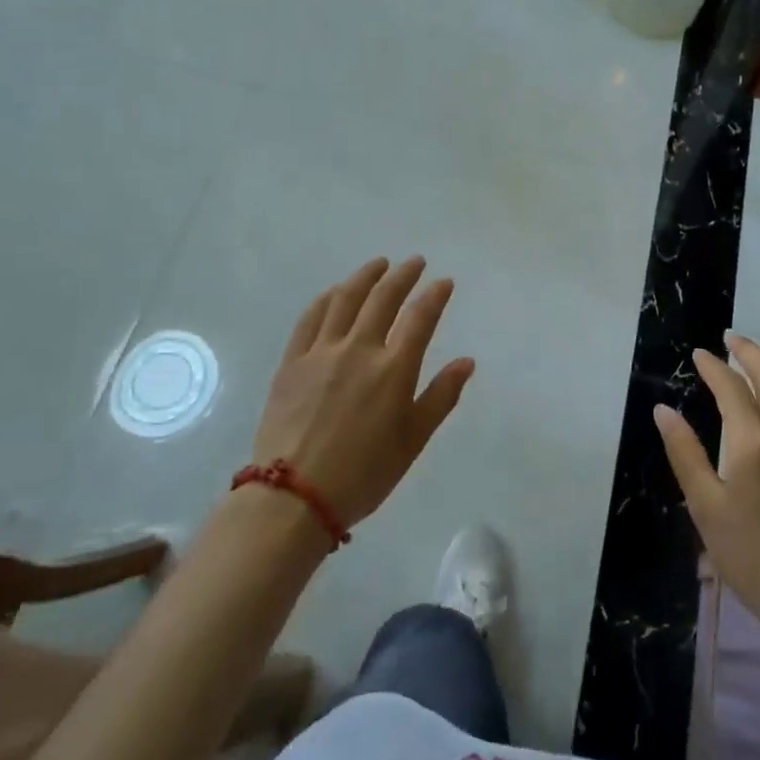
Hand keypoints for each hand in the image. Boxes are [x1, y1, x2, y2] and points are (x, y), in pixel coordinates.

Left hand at [250, 257, 473, 528]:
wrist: (293, 497)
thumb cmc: (363, 474)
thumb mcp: (412, 441)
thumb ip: (440, 397)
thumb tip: (466, 361)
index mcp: (393, 369)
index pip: (420, 317)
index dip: (435, 295)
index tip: (444, 281)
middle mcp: (358, 349)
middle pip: (383, 298)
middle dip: (402, 275)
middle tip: (414, 262)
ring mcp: (321, 352)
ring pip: (345, 299)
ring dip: (365, 276)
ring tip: (378, 265)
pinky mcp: (292, 361)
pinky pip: (311, 317)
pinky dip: (327, 298)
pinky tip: (335, 292)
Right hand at [656, 334, 759, 648]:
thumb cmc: (751, 557)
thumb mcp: (705, 506)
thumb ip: (684, 452)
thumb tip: (663, 410)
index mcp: (754, 442)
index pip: (731, 386)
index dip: (713, 366)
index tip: (699, 353)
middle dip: (749, 351)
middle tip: (731, 338)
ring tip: (757, 361)